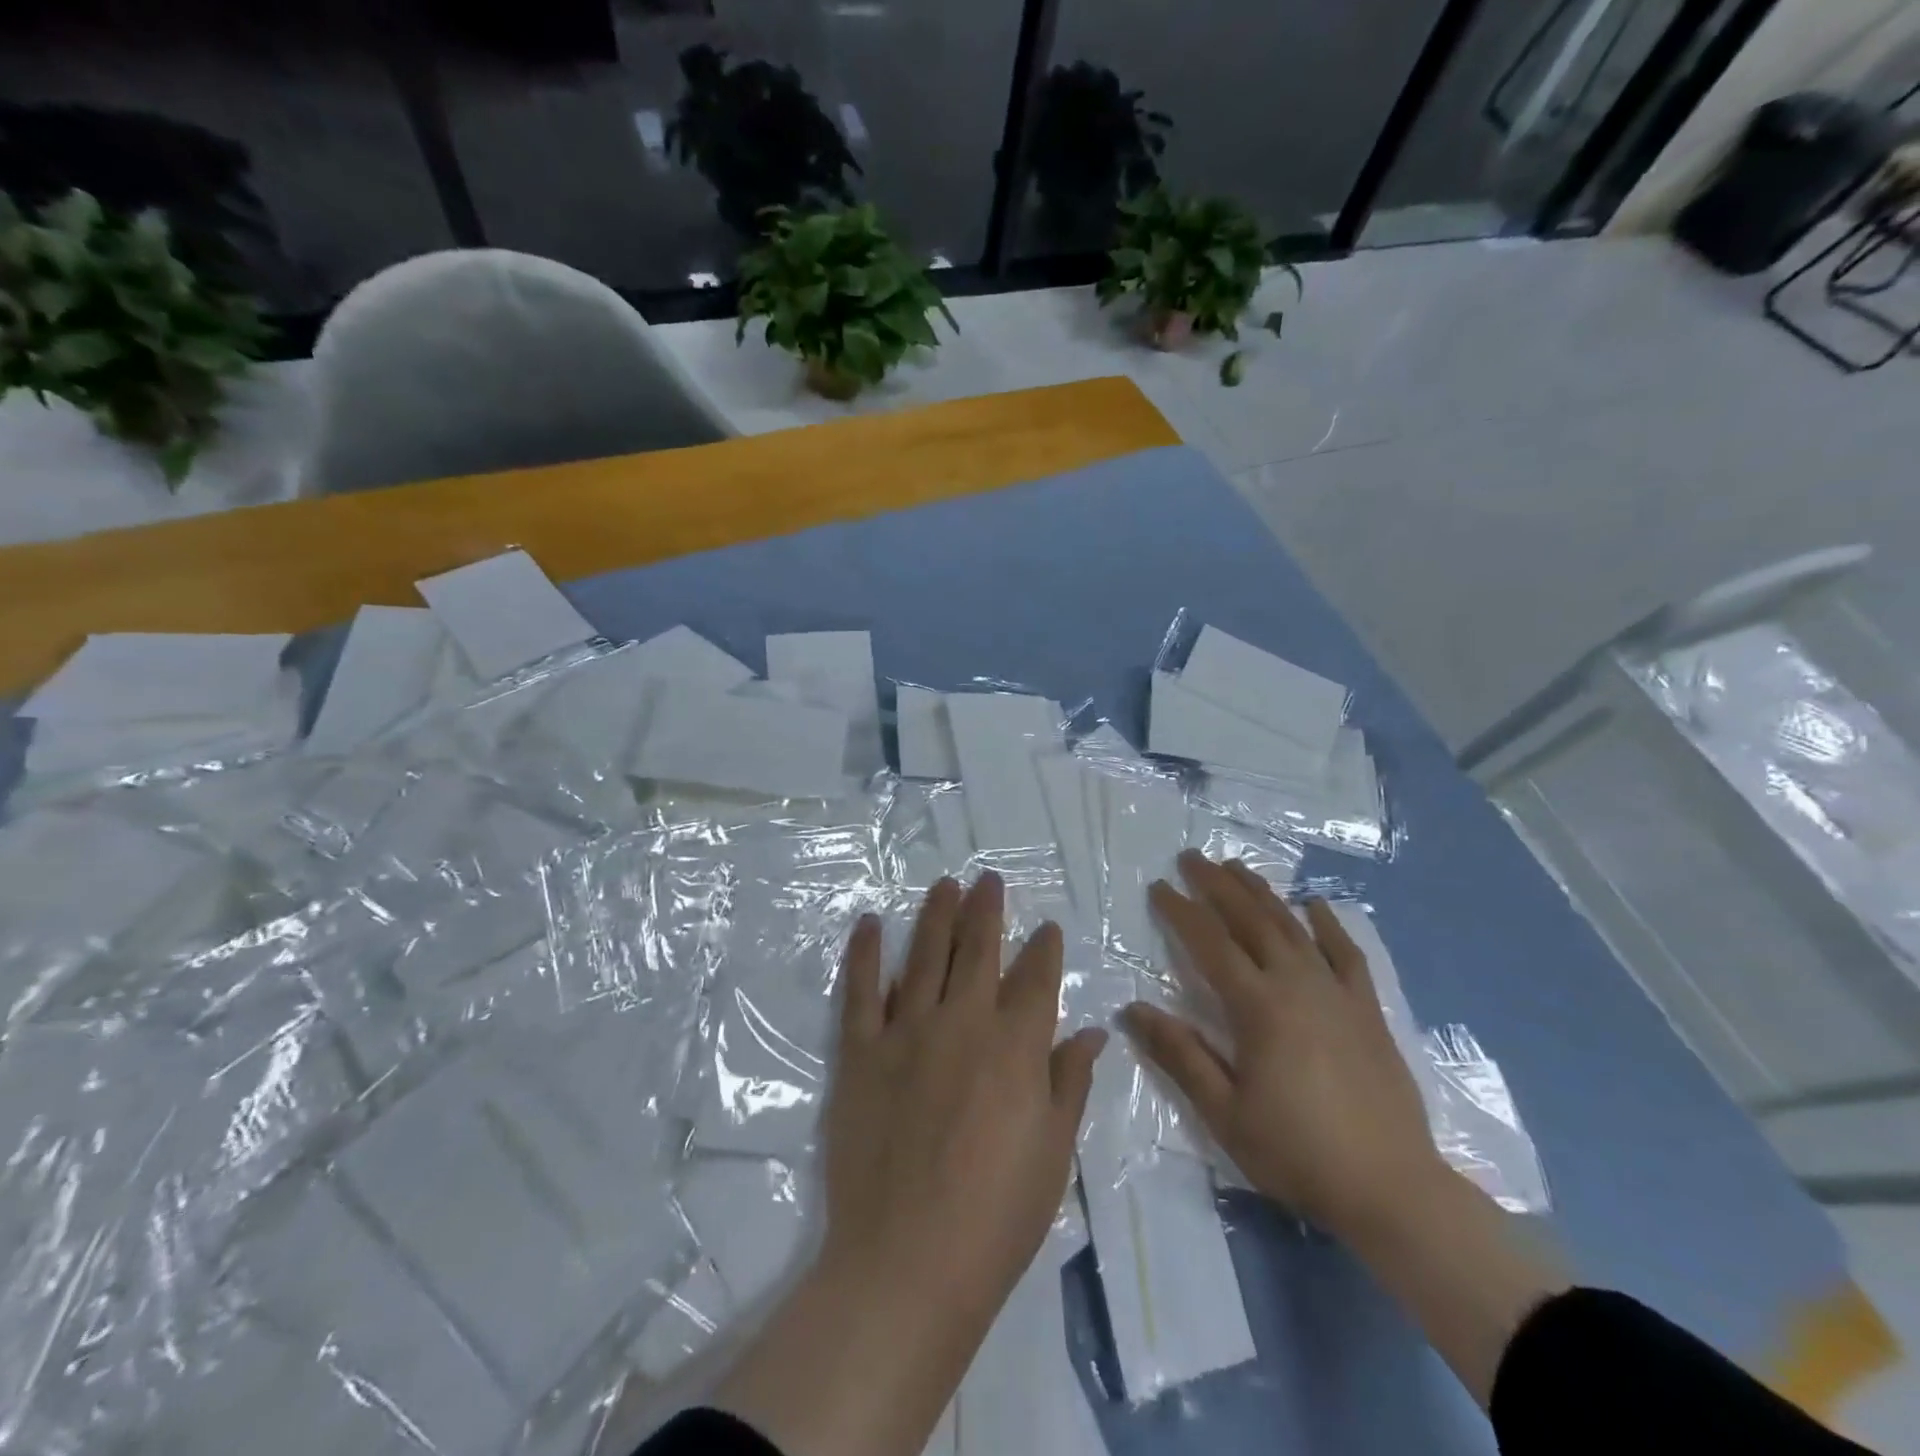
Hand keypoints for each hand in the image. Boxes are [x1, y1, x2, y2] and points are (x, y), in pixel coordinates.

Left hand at [820, 871, 1106, 1321]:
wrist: (908, 1260)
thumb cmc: (997, 1214)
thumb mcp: (1053, 1152)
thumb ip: (1071, 1082)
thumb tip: (1092, 1031)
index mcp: (1016, 1045)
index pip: (1036, 978)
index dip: (1043, 949)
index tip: (1046, 928)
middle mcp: (962, 1021)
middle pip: (978, 950)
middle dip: (986, 910)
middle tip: (987, 879)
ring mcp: (906, 1031)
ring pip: (924, 955)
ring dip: (935, 915)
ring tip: (944, 885)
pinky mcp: (861, 1051)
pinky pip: (861, 990)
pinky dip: (864, 953)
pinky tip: (868, 923)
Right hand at [1122, 850, 1442, 1238]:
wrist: (1393, 1190)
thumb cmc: (1298, 1152)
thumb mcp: (1225, 1112)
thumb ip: (1179, 1055)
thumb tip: (1132, 1008)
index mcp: (1258, 1007)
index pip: (1210, 943)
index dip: (1181, 910)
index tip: (1159, 886)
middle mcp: (1296, 984)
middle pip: (1250, 920)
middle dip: (1218, 885)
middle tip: (1193, 857)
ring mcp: (1337, 993)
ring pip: (1292, 927)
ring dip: (1261, 893)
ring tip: (1237, 867)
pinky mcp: (1367, 1009)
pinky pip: (1346, 954)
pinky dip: (1328, 925)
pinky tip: (1315, 905)